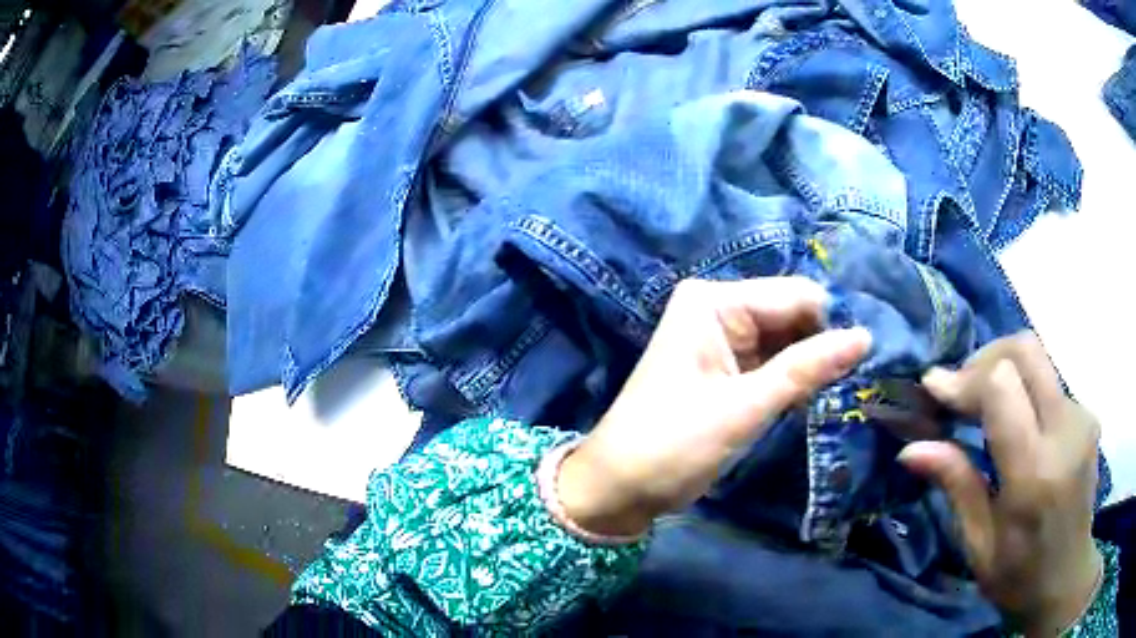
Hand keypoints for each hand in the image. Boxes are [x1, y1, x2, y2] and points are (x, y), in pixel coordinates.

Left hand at [557, 277, 870, 536]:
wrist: (619, 488)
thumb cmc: (673, 445)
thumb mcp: (744, 408)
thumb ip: (807, 369)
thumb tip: (865, 336)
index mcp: (714, 302)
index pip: (796, 296)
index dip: (833, 324)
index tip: (869, 358)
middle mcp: (718, 309)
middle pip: (793, 315)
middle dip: (824, 345)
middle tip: (860, 380)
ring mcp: (722, 339)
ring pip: (787, 341)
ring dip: (812, 365)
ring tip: (844, 391)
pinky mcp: (725, 369)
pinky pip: (773, 363)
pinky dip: (793, 379)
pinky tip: (815, 398)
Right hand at [898, 332, 1101, 634]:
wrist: (1067, 576)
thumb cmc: (1019, 576)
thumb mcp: (979, 546)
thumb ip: (956, 486)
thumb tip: (911, 449)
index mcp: (1034, 473)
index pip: (1001, 386)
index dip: (964, 379)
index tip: (934, 390)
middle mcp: (1065, 432)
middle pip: (1024, 350)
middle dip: (984, 359)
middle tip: (959, 392)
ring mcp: (1082, 417)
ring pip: (1038, 359)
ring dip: (1003, 370)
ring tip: (981, 407)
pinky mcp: (1087, 414)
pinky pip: (1050, 380)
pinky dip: (1024, 387)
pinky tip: (1015, 421)